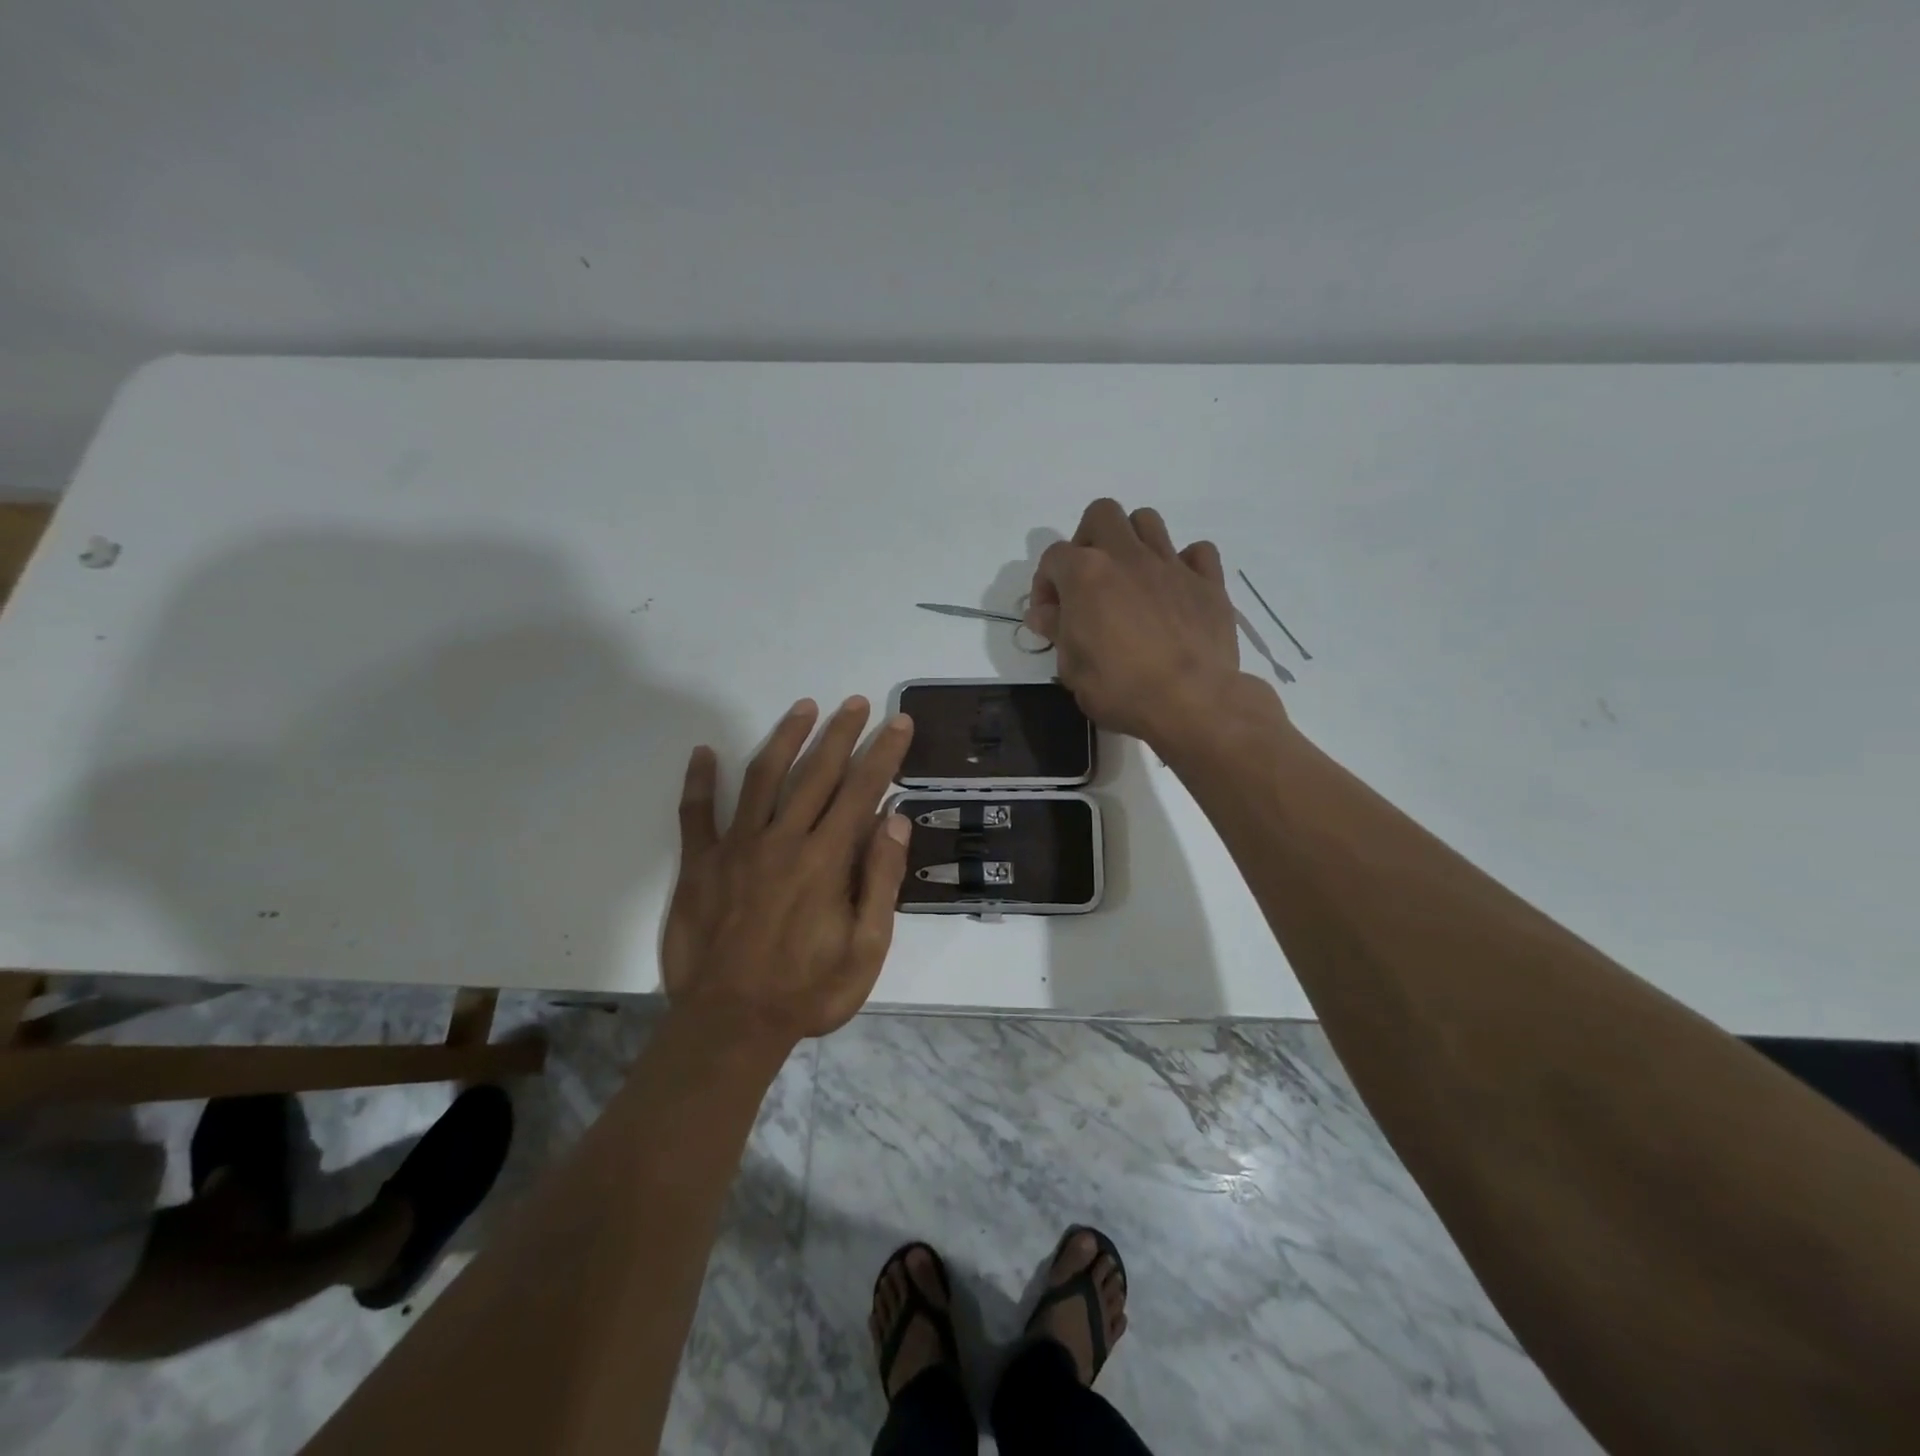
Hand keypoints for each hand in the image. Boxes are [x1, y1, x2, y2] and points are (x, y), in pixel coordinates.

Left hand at [663, 697, 914, 1046]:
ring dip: (785, 739)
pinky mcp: (699, 865)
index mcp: (825, 861)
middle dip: (841, 733)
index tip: (898, 723)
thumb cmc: (808, 991)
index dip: (883, 753)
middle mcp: (782, 841)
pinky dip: (699, 782)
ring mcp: (736, 849)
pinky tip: (703, 752)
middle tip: (857, 702)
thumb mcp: (866, 948)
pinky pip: (696, 814)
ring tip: (803, 707)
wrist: (730, 1025)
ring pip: (762, 778)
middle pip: (816, 773)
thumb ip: (880, 880)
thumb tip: (895, 820)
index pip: (862, 791)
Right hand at [1026, 499, 1261, 748]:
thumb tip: (1044, 613)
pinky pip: (1198, 552)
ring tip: (1130, 578)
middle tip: (1088, 581)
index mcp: (1086, 574)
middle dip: (1088, 540)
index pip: (1053, 557)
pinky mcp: (1208, 582)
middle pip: (1102, 514)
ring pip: (1148, 521)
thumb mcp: (1071, 668)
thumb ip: (1057, 631)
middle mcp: (1127, 556)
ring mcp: (1171, 565)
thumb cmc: (1120, 688)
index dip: (1045, 584)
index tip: (1051, 616)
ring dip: (1133, 541)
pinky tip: (1176, 589)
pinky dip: (1184, 563)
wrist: (1191, 701)